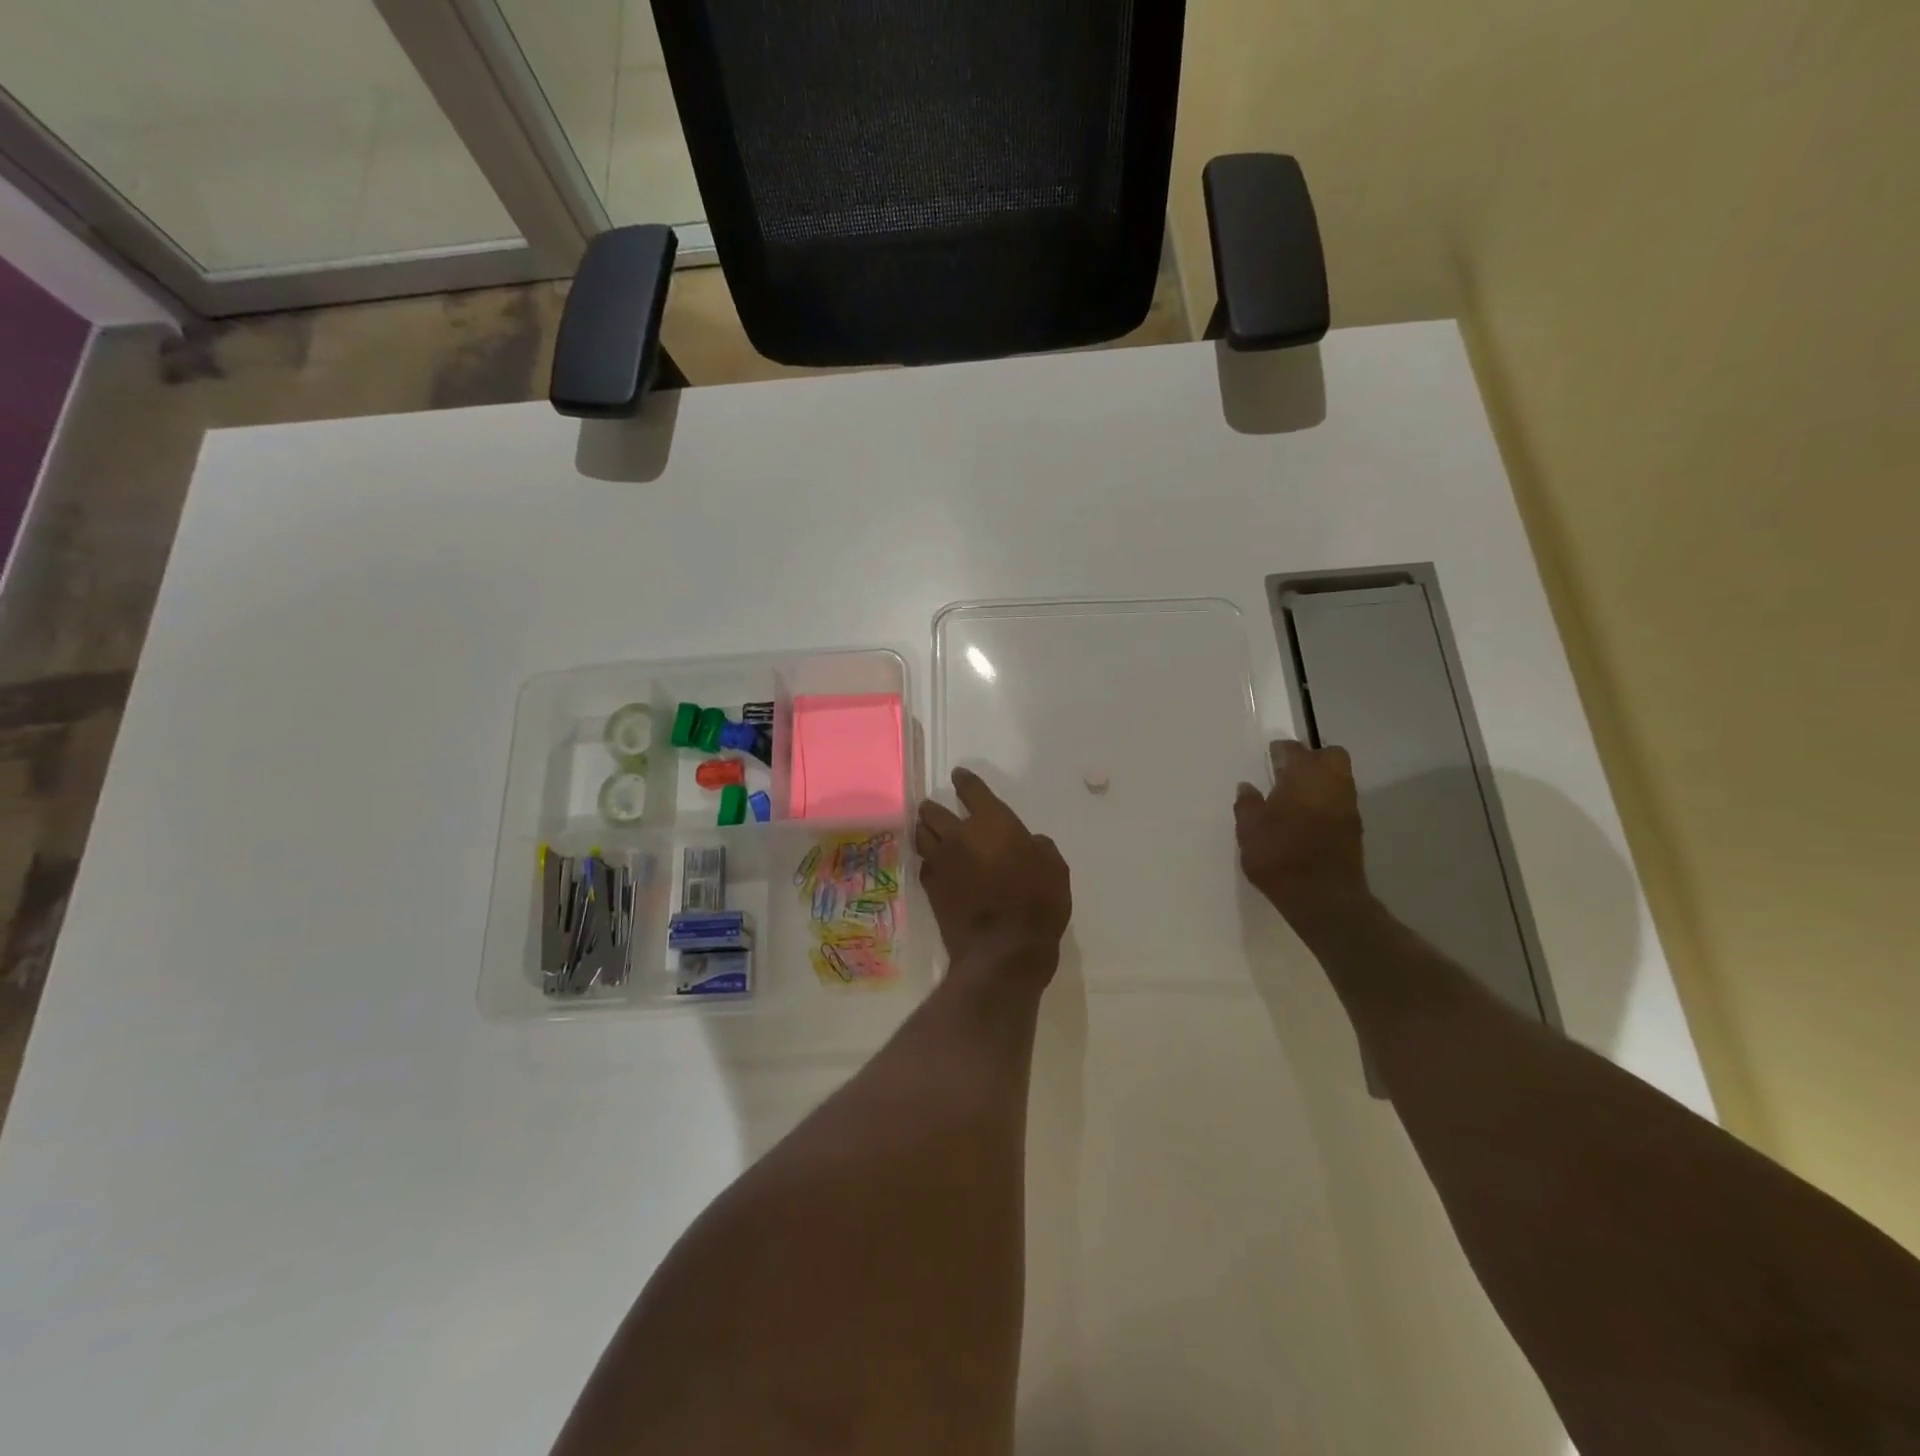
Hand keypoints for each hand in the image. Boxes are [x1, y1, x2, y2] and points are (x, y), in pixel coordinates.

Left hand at [916, 768, 1070, 983]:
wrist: (1004, 948)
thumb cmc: (1037, 901)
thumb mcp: (1054, 867)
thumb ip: (1038, 847)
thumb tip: (1028, 842)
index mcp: (992, 822)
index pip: (972, 791)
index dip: (965, 781)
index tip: (959, 775)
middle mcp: (959, 836)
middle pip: (934, 812)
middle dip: (933, 807)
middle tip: (933, 807)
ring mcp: (941, 862)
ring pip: (922, 836)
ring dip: (924, 830)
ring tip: (927, 830)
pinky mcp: (931, 889)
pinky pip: (924, 865)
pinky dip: (928, 861)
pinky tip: (933, 864)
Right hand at [1234, 740, 1371, 930]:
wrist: (1322, 897)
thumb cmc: (1280, 855)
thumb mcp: (1249, 829)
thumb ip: (1247, 804)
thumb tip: (1247, 787)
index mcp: (1304, 776)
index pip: (1294, 750)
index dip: (1281, 750)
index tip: (1270, 755)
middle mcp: (1332, 784)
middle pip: (1330, 756)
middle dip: (1312, 758)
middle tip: (1288, 772)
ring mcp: (1347, 807)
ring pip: (1338, 780)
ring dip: (1319, 783)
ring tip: (1294, 798)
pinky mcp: (1354, 830)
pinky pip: (1339, 803)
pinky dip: (1325, 804)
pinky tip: (1306, 819)